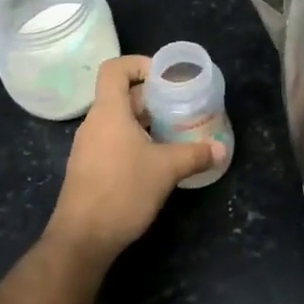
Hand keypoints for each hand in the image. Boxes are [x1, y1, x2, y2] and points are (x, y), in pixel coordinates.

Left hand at [45, 55, 224, 265]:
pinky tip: (156, 158)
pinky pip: (113, 141)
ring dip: (145, 120)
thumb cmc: (123, 191)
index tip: (166, 77)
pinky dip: (135, 140)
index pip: (115, 69)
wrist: (82, 240)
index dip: (139, 64)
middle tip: (180, 105)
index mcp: (108, 111)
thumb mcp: (166, 169)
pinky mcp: (89, 168)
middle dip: (152, 97)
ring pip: (118, 120)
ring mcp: (88, 147)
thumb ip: (195, 154)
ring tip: (174, 131)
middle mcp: (94, 123)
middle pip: (121, 94)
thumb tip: (221, 149)